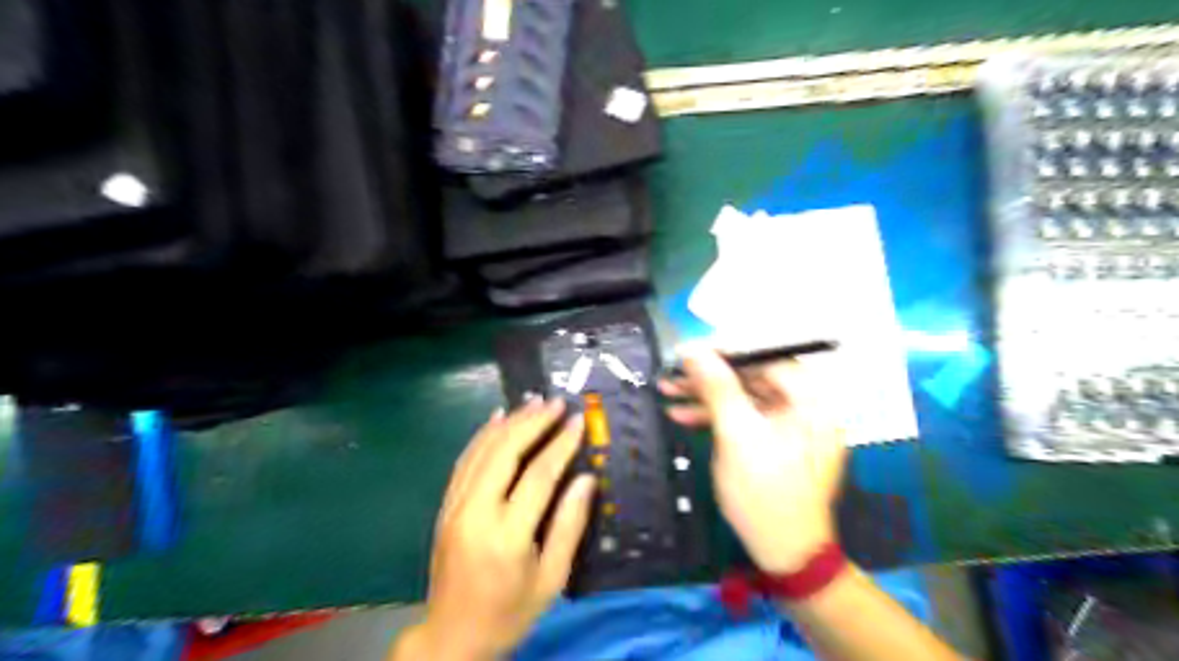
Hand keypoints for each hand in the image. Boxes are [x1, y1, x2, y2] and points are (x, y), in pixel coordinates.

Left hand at [397, 397, 599, 660]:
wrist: (452, 636)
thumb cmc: (510, 611)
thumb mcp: (551, 578)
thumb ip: (569, 525)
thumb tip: (587, 478)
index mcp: (507, 535)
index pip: (538, 475)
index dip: (560, 444)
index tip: (578, 420)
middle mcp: (476, 513)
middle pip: (505, 452)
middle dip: (533, 422)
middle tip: (555, 402)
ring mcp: (455, 507)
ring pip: (482, 450)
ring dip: (509, 422)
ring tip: (533, 402)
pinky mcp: (445, 506)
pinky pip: (464, 461)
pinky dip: (482, 435)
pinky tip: (497, 418)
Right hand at [663, 347, 847, 573]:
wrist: (785, 555)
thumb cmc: (764, 494)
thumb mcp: (737, 437)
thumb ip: (717, 388)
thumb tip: (695, 350)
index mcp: (811, 402)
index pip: (768, 358)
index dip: (727, 351)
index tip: (691, 351)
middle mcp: (806, 409)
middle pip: (753, 378)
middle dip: (709, 377)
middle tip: (673, 374)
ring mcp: (791, 427)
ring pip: (745, 399)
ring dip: (706, 396)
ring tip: (668, 391)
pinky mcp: (776, 443)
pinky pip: (746, 419)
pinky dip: (716, 417)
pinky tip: (683, 415)